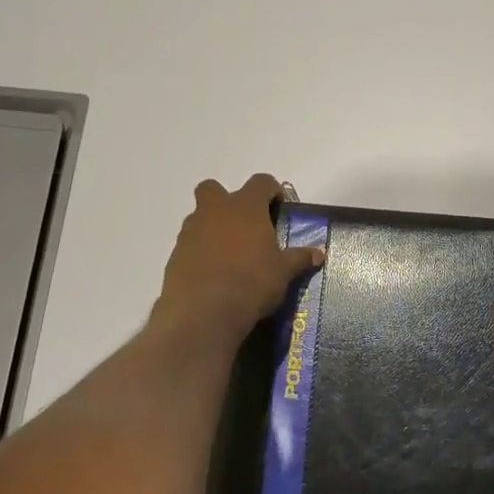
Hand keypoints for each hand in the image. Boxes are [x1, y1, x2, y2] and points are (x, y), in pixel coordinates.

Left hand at [156, 175, 323, 339]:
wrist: (204, 311)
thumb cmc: (252, 282)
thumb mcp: (283, 272)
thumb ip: (299, 258)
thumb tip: (319, 254)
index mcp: (245, 207)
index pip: (260, 182)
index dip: (272, 191)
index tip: (279, 207)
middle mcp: (215, 211)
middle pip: (214, 189)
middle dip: (227, 201)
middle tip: (245, 225)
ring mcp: (190, 231)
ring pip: (200, 217)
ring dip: (213, 228)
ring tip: (231, 255)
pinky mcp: (175, 255)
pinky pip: (190, 244)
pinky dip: (201, 252)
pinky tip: (215, 274)